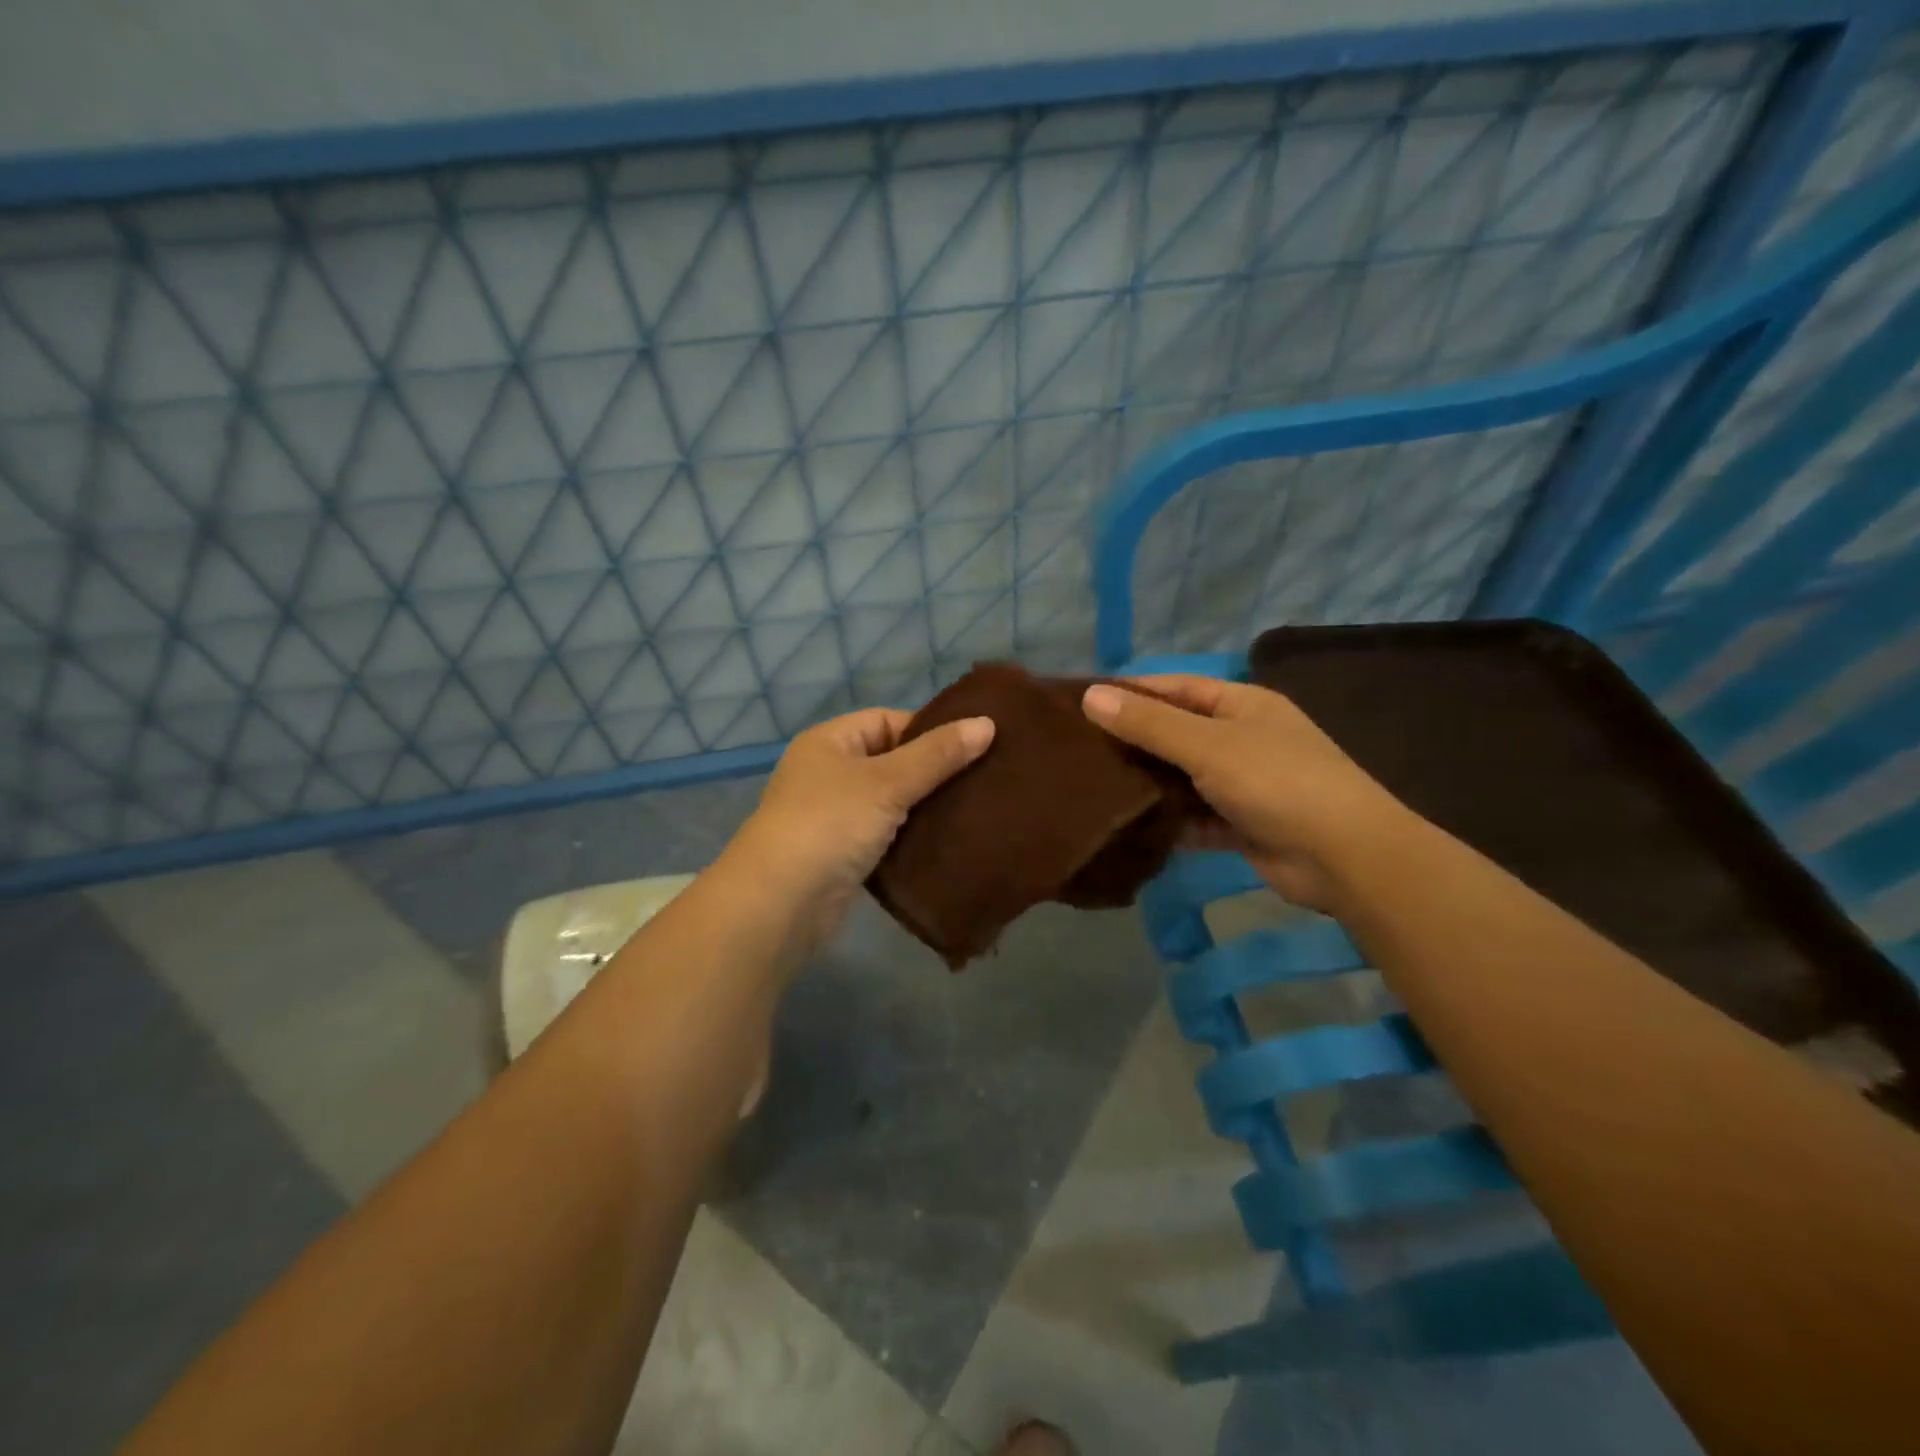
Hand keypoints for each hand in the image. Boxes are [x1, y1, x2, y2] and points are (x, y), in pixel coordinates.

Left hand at [724, 707, 995, 953]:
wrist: (780, 903)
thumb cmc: (830, 824)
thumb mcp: (887, 782)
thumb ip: (937, 754)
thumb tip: (987, 724)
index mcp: (830, 742)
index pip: (887, 720)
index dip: (929, 730)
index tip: (974, 746)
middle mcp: (828, 774)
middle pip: (892, 761)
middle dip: (933, 771)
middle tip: (984, 779)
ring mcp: (833, 817)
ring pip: (891, 802)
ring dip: (925, 807)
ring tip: (975, 809)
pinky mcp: (842, 856)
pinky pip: (886, 836)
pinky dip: (911, 838)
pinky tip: (947, 843)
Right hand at [1081, 676, 1407, 909]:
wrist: (1345, 857)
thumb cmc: (1277, 782)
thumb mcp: (1207, 745)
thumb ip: (1148, 724)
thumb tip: (1090, 696)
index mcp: (1241, 705)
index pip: (1176, 688)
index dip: (1132, 693)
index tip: (1083, 704)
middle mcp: (1243, 739)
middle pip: (1177, 734)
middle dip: (1134, 741)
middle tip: (1078, 750)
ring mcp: (1244, 784)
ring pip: (1183, 778)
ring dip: (1149, 785)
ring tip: (1092, 788)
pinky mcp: (1243, 825)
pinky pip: (1195, 817)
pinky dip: (1169, 822)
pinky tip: (1129, 827)